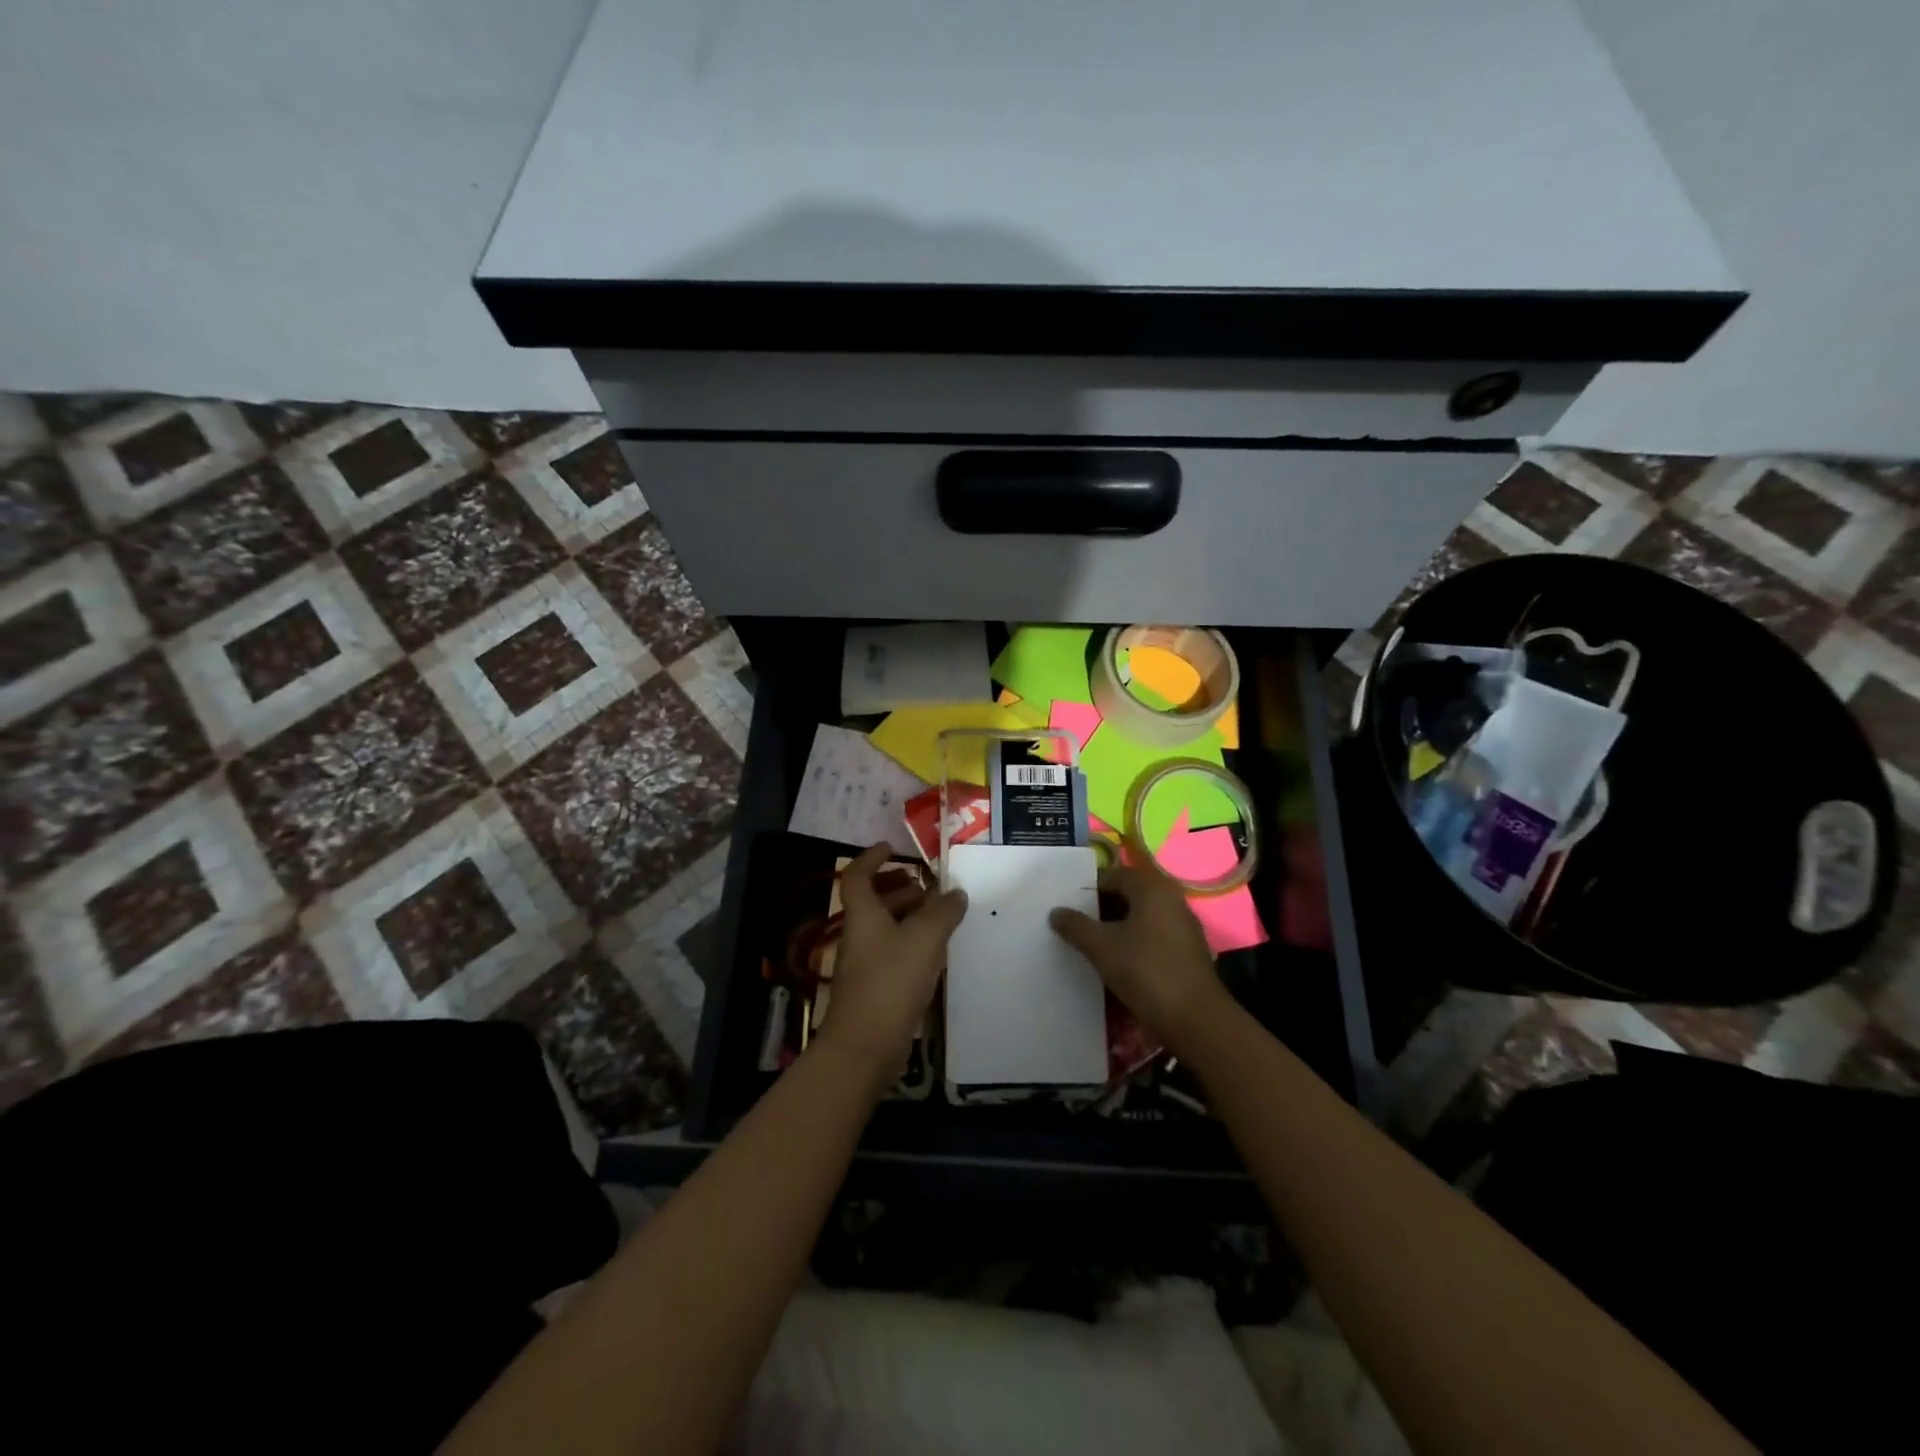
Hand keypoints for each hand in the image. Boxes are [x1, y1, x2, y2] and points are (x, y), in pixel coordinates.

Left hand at [816, 844, 968, 1084]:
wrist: (864, 1046)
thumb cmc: (891, 982)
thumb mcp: (925, 939)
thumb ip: (943, 912)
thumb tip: (956, 892)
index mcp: (863, 915)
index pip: (858, 875)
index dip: (872, 858)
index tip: (893, 848)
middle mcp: (858, 935)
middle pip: (872, 901)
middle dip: (898, 888)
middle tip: (926, 886)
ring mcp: (863, 964)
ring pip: (882, 927)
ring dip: (906, 915)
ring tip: (938, 916)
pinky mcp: (873, 988)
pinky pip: (891, 952)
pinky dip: (909, 942)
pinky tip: (933, 952)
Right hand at [1049, 862, 1229, 1053]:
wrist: (1195, 1019)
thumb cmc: (1146, 972)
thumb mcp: (1102, 948)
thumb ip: (1076, 926)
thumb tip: (1056, 912)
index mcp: (1153, 890)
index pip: (1116, 875)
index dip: (1090, 888)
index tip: (1070, 907)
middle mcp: (1172, 901)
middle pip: (1131, 895)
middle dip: (1103, 908)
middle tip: (1078, 925)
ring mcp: (1184, 927)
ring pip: (1143, 917)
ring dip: (1119, 927)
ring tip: (1094, 945)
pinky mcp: (1188, 952)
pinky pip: (1155, 936)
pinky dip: (1135, 942)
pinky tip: (1119, 962)